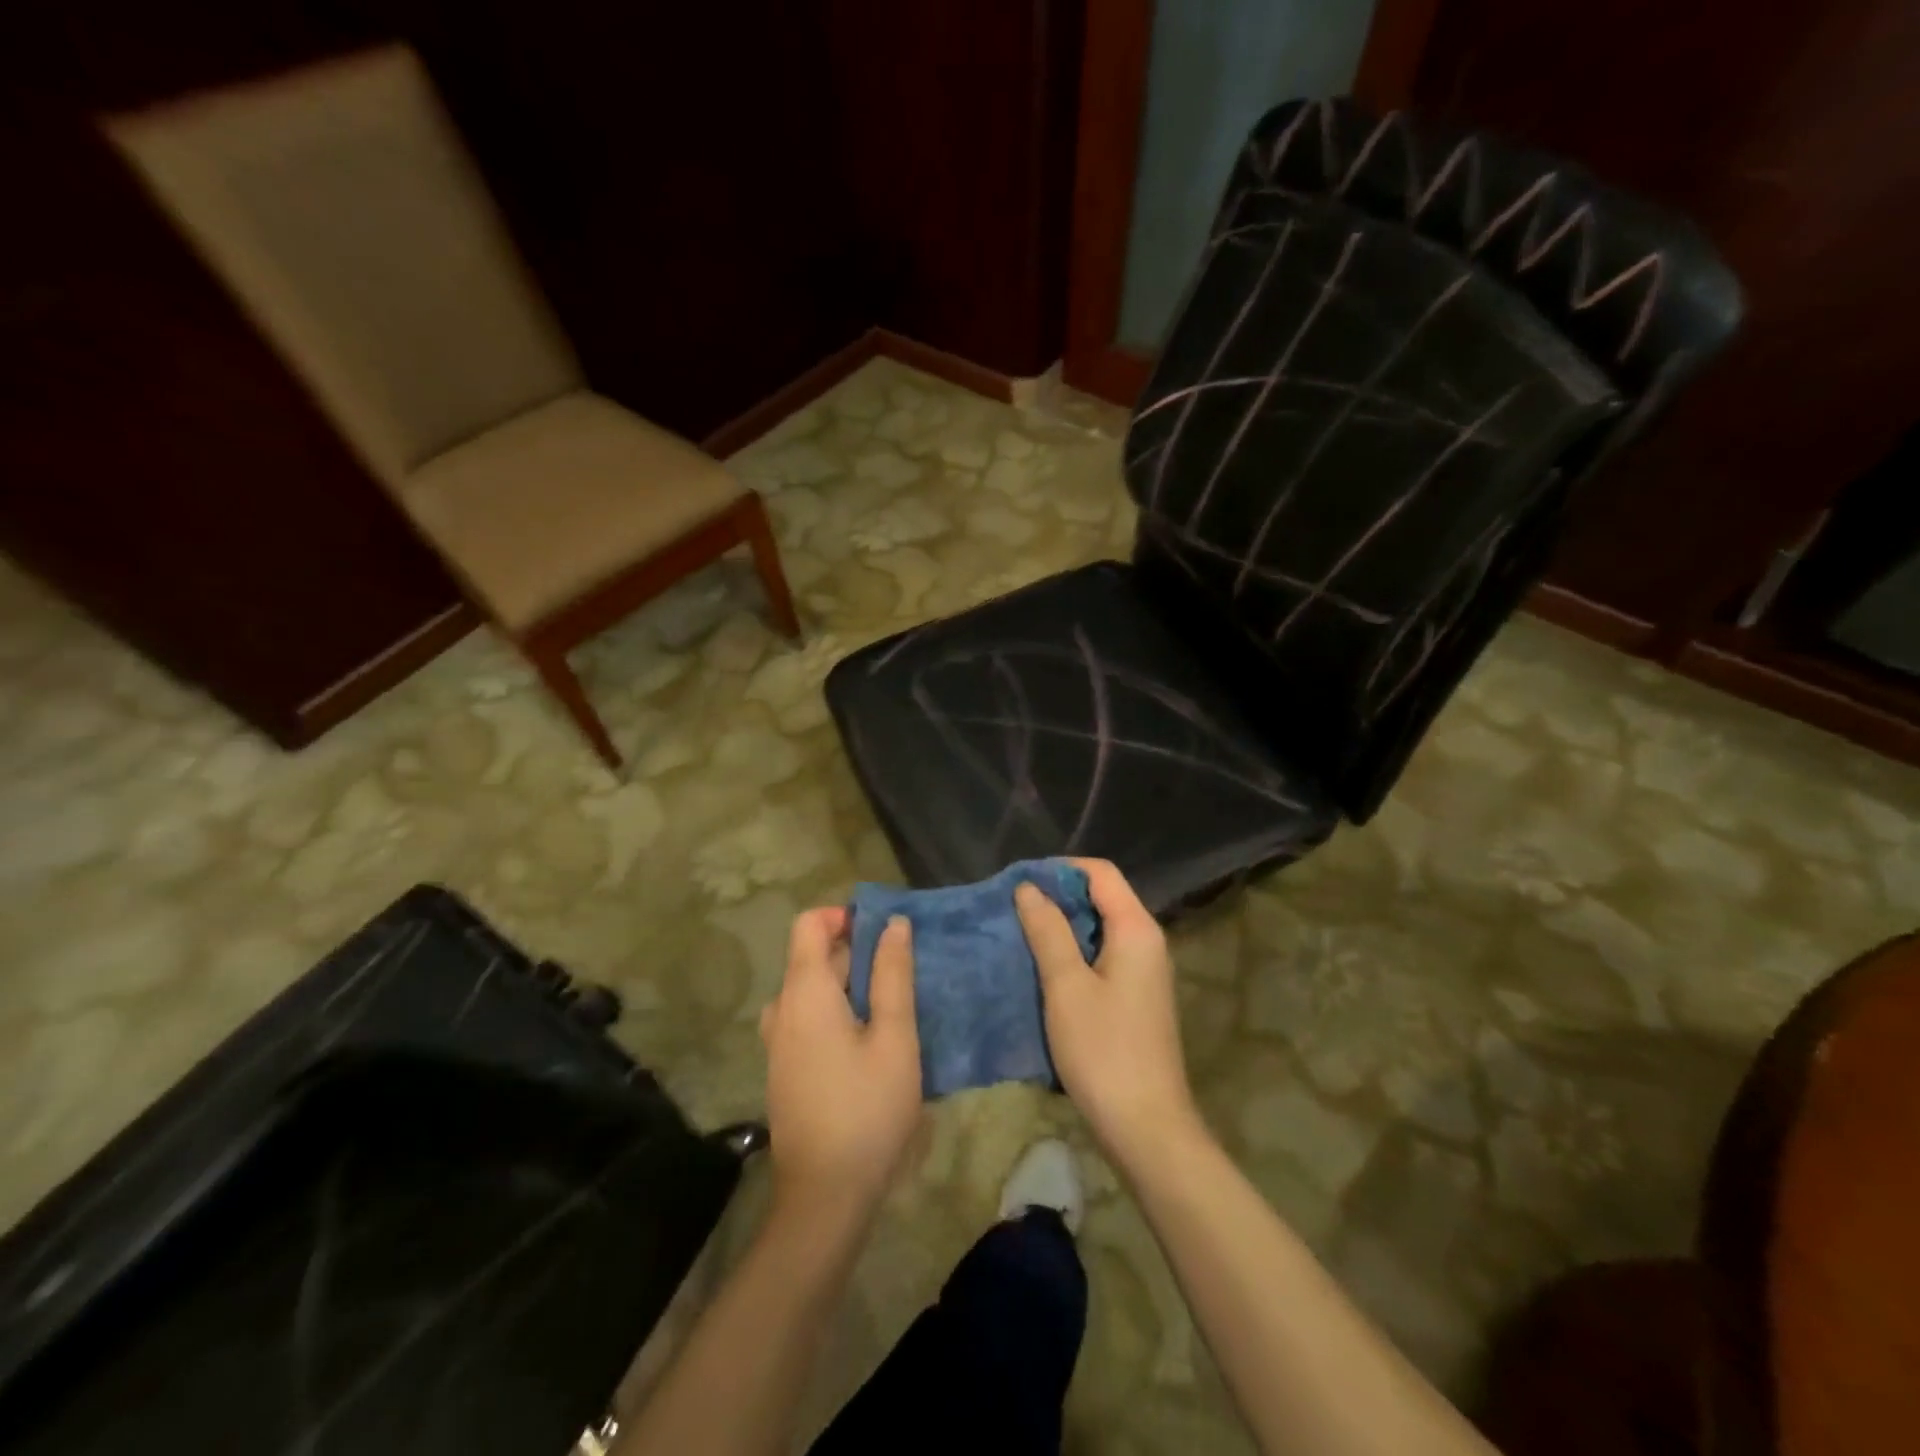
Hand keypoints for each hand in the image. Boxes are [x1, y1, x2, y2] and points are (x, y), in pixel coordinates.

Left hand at [759, 907, 921, 1216]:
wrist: (824, 1196)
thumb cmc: (867, 1109)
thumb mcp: (894, 1037)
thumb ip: (892, 975)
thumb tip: (893, 923)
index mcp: (804, 992)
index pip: (809, 924)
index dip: (844, 916)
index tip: (884, 932)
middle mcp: (782, 1008)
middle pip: (813, 955)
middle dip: (857, 951)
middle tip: (905, 970)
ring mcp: (778, 1040)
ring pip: (814, 989)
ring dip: (851, 984)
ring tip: (894, 1004)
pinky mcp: (785, 1067)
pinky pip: (809, 1017)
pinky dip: (839, 1010)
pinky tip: (873, 1038)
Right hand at [1016, 860, 1201, 1168]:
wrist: (1146, 1127)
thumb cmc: (1104, 1051)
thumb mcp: (1066, 986)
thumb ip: (1048, 931)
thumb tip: (1028, 888)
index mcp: (1137, 930)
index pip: (1101, 873)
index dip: (1061, 869)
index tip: (1020, 880)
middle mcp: (1147, 942)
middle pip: (1103, 898)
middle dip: (1058, 897)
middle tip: (1014, 908)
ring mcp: (1144, 972)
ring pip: (1101, 929)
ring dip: (1063, 927)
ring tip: (1021, 934)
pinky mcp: (1136, 998)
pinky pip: (1103, 957)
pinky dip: (1074, 953)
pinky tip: (1044, 969)